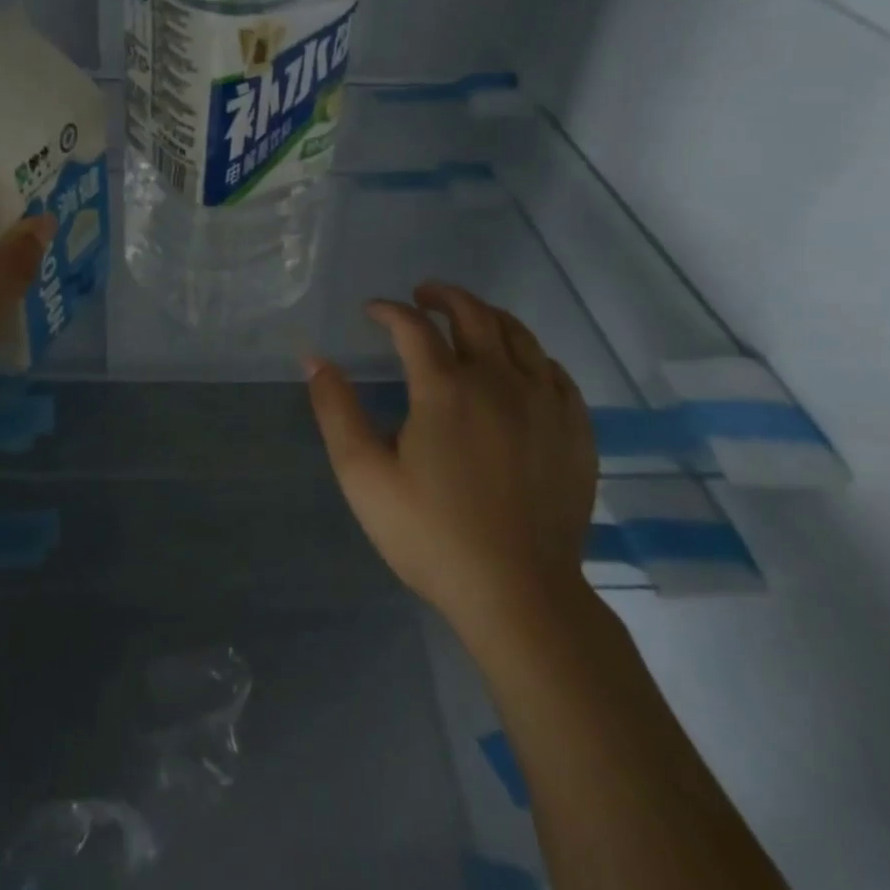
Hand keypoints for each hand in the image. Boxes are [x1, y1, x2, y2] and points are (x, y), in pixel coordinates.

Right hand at [304, 282, 597, 641]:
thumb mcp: (364, 475)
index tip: (372, 311)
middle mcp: (498, 380)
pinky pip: (555, 371)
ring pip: (519, 334)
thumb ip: (336, 411)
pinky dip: (530, 355)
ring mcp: (544, 403)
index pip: (413, 326)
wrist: (519, 595)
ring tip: (468, 318)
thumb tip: (314, 359)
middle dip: (443, 295)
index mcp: (445, 388)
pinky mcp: (575, 430)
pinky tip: (519, 367)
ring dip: (487, 316)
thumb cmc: (432, 535)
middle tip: (422, 294)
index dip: (388, 311)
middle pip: (473, 314)